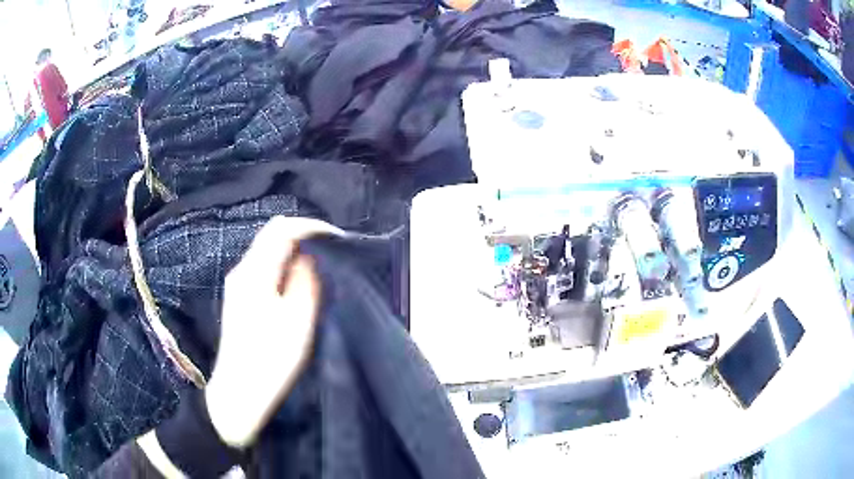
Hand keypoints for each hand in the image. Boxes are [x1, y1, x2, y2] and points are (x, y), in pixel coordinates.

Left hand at [205, 216, 339, 447]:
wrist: (239, 391)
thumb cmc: (270, 360)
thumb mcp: (297, 321)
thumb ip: (305, 281)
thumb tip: (309, 256)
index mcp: (255, 273)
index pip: (282, 229)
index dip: (312, 226)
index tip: (337, 238)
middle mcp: (242, 271)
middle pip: (272, 235)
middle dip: (304, 236)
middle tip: (332, 251)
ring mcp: (238, 284)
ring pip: (268, 251)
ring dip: (295, 251)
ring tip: (321, 266)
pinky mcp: (239, 298)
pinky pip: (264, 268)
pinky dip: (285, 266)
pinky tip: (299, 284)